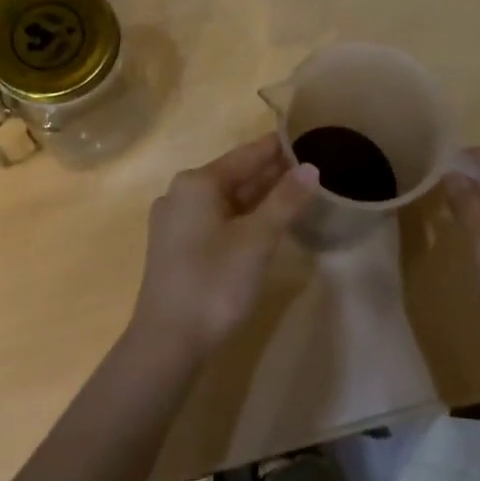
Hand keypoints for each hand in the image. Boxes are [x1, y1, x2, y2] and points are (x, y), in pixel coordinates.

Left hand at [131, 136, 319, 359]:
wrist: (168, 342)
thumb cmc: (214, 283)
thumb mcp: (258, 239)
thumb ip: (286, 200)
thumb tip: (311, 168)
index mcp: (197, 183)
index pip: (245, 155)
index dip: (276, 148)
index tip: (305, 138)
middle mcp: (181, 195)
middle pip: (234, 176)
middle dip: (270, 173)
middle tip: (310, 168)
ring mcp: (175, 223)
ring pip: (225, 200)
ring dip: (258, 196)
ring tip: (295, 193)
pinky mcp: (176, 248)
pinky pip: (216, 220)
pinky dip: (242, 217)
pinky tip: (265, 223)